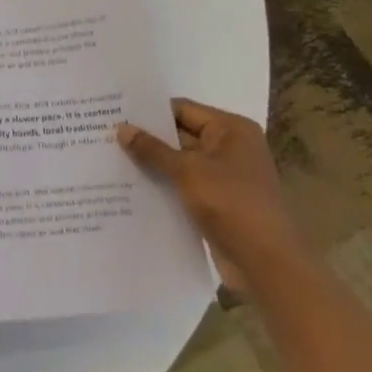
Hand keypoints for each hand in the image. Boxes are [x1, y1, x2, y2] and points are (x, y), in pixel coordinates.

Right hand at [117, 99, 306, 295]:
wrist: (265, 262)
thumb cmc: (231, 204)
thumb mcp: (187, 172)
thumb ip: (153, 149)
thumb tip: (122, 128)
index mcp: (231, 130)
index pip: (183, 109)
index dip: (150, 111)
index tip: (114, 113)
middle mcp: (230, 147)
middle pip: (180, 134)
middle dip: (147, 137)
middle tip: (106, 135)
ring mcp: (224, 175)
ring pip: (180, 161)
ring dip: (152, 162)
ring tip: (110, 158)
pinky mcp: (217, 200)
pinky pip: (183, 183)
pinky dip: (162, 183)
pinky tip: (130, 185)